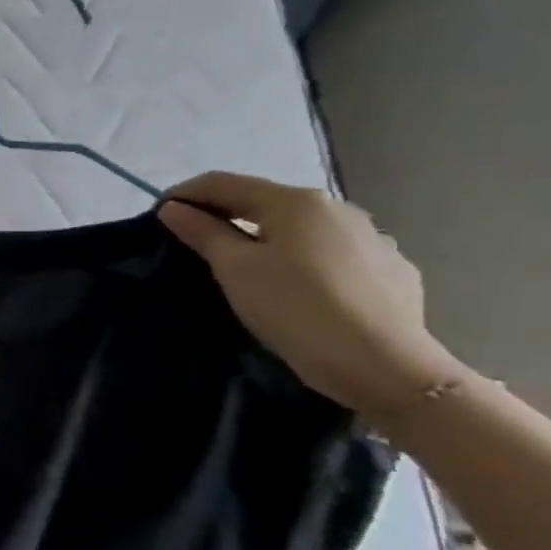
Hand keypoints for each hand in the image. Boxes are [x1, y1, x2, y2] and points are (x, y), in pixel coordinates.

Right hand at [158, 172, 464, 420]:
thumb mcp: (235, 269)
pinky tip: (296, 284)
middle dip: (225, 215)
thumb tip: (174, 208)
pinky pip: (332, 253)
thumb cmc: (295, 308)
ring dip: (266, 236)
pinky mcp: (391, 270)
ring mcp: (372, 239)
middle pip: (264, 202)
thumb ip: (202, 232)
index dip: (185, 194)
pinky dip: (303, 258)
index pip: (224, 183)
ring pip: (300, 228)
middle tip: (192, 240)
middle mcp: (337, 209)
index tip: (158, 215)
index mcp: (295, 202)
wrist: (385, 366)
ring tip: (245, 265)